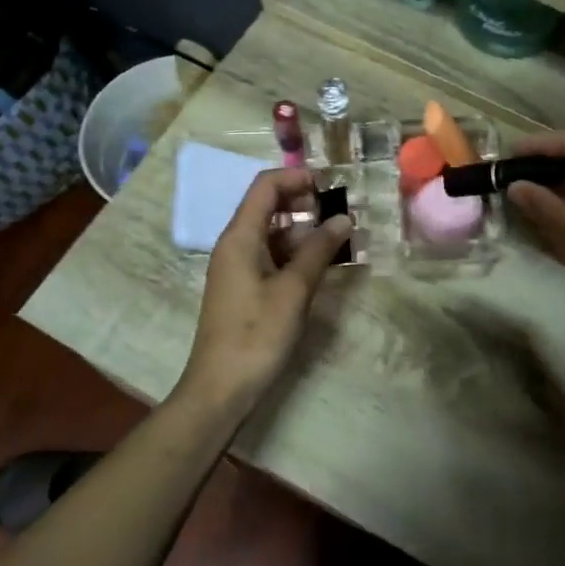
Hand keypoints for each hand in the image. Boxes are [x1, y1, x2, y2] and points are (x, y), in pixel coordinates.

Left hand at [175, 168, 351, 418]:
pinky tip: (322, 266)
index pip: (265, 186)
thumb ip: (318, 250)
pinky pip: (271, 258)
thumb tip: (343, 219)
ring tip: (340, 240)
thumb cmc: (256, 335)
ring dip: (304, 231)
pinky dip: (296, 255)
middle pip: (267, 207)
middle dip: (304, 203)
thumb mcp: (293, 291)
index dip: (297, 177)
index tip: (332, 185)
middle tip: (341, 214)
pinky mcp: (244, 290)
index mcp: (239, 238)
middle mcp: (234, 246)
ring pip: (272, 234)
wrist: (221, 388)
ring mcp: (237, 269)